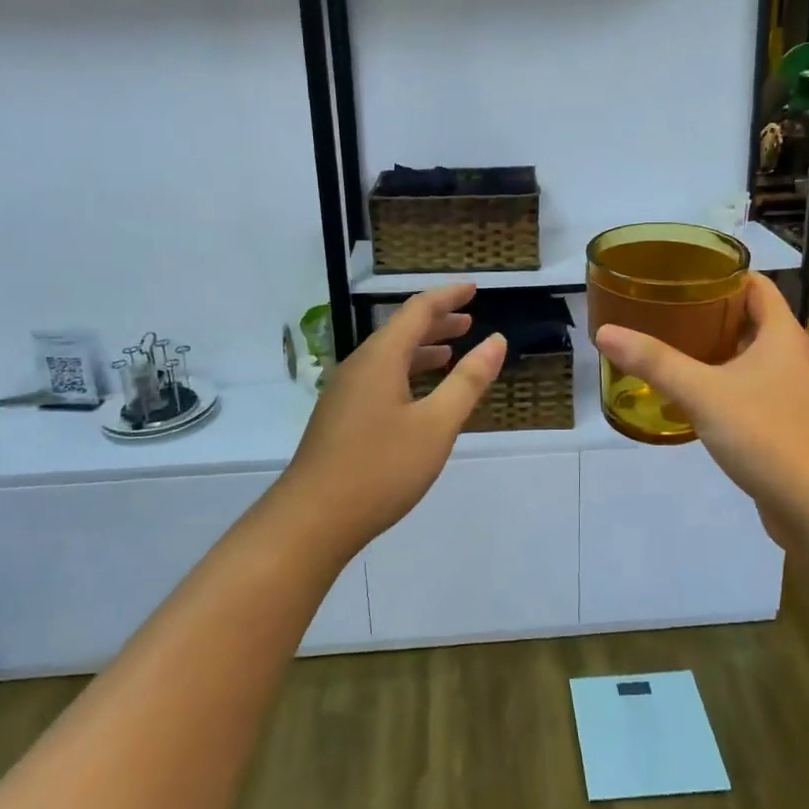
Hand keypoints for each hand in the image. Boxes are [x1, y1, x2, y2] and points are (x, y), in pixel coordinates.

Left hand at [280, 283, 505, 557]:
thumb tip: (496, 341)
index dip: (448, 297)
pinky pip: (379, 378)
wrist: (312, 520)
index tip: (474, 288)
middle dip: (436, 322)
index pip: (418, 310)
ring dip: (422, 349)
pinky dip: (406, 373)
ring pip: (388, 356)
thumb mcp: (436, 425)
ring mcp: (345, 392)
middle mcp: (359, 366)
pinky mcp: (340, 417)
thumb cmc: (380, 468)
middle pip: (400, 330)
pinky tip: (418, 396)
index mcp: (381, 358)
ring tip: (451, 353)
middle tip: (468, 320)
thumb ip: (468, 381)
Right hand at [593, 272, 808, 540]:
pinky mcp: (783, 423)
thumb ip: (655, 362)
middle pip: (749, 318)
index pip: (755, 285)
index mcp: (781, 334)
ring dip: (713, 349)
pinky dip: (721, 382)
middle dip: (708, 311)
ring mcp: (789, 391)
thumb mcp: (703, 393)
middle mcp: (789, 356)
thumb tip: (605, 331)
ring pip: (747, 356)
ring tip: (668, 344)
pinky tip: (690, 394)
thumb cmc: (767, 435)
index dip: (722, 273)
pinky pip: (748, 388)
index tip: (682, 273)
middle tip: (663, 308)